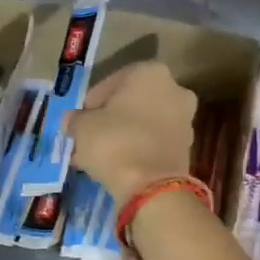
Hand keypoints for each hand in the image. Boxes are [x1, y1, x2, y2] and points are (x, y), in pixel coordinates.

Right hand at [65, 61, 196, 203]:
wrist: (151, 186)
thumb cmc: (115, 142)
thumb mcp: (82, 127)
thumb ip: (75, 119)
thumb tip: (72, 121)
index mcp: (150, 72)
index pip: (110, 83)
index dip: (90, 103)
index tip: (79, 122)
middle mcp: (174, 89)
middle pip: (131, 103)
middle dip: (109, 120)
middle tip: (88, 138)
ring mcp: (185, 120)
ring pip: (143, 124)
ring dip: (123, 136)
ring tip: (99, 156)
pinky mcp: (186, 148)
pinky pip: (153, 143)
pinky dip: (137, 150)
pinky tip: (117, 165)